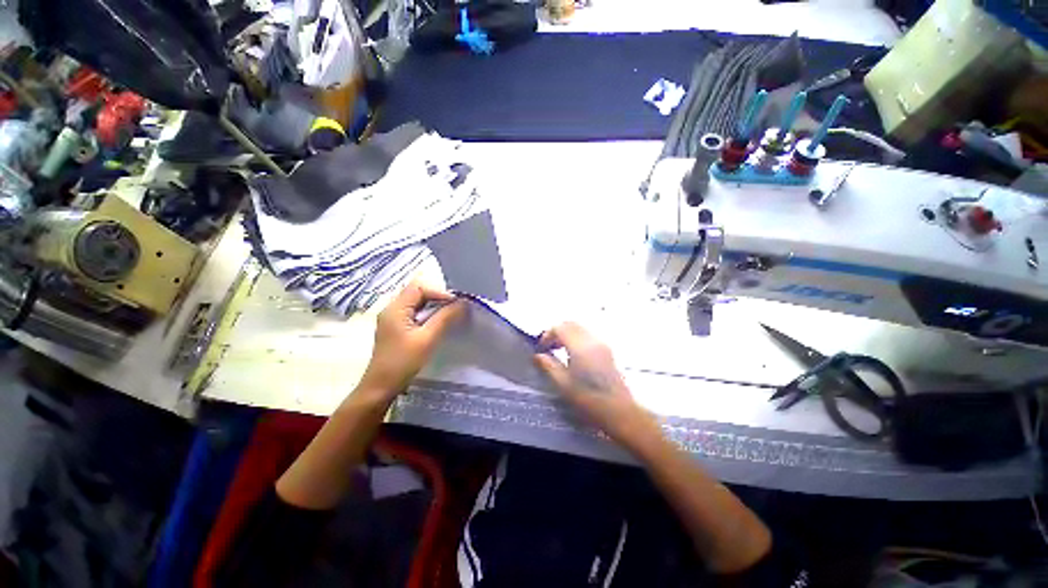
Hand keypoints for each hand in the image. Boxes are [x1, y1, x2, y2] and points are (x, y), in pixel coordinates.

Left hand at [359, 281, 465, 399]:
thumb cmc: (403, 362)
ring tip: (450, 315)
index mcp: (395, 308)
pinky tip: (438, 324)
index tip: (456, 303)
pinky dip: (428, 315)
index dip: (439, 292)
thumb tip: (463, 303)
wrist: (381, 387)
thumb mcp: (427, 338)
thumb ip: (445, 318)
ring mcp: (392, 319)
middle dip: (438, 298)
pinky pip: (414, 313)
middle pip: (417, 293)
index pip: (419, 287)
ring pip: (417, 303)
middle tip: (456, 308)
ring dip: (434, 307)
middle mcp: (391, 309)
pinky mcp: (396, 328)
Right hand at [533, 323, 659, 448]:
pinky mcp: (607, 350)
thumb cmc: (588, 399)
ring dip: (567, 333)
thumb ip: (549, 366)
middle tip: (549, 347)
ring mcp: (602, 344)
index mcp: (580, 347)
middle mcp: (592, 340)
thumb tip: (537, 355)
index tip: (541, 348)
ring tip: (559, 350)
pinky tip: (573, 354)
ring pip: (580, 328)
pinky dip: (577, 338)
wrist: (619, 411)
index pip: (560, 328)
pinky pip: (588, 335)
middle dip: (557, 331)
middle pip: (571, 324)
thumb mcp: (563, 384)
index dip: (547, 335)